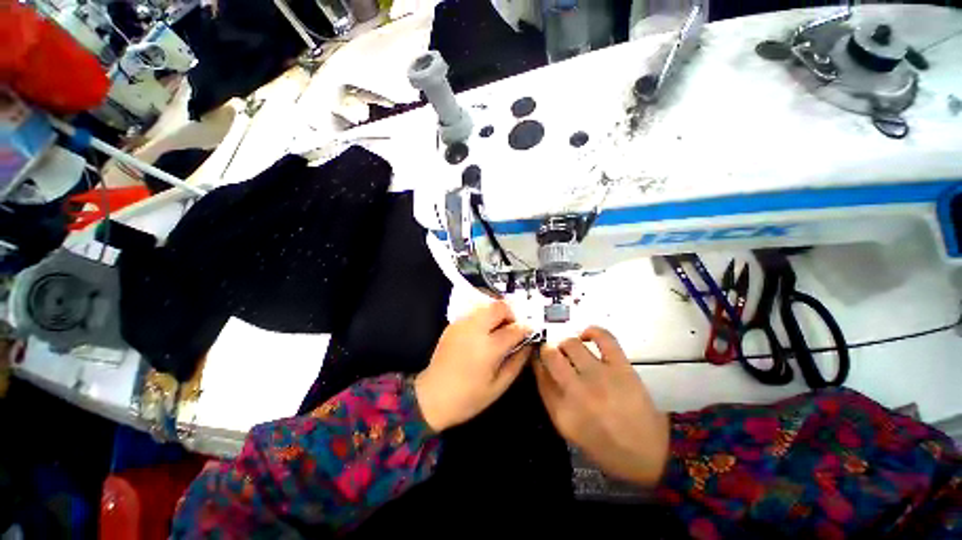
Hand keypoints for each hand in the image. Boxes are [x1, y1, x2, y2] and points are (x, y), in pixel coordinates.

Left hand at [415, 301, 530, 431]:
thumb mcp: (499, 386)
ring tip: (500, 328)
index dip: (526, 328)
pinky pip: (474, 311)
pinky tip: (485, 330)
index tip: (531, 331)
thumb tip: (528, 343)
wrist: (431, 396)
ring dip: (498, 312)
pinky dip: (485, 315)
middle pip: (499, 306)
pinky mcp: (453, 324)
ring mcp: (462, 324)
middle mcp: (475, 329)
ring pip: (486, 305)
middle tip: (513, 327)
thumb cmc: (468, 397)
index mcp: (488, 348)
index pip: (514, 328)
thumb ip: (517, 361)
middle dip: (511, 313)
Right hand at [534, 327, 669, 486]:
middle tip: (553, 353)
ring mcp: (600, 376)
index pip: (540, 375)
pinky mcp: (621, 367)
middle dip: (547, 350)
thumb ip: (552, 399)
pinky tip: (586, 336)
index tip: (539, 359)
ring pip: (571, 343)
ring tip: (571, 349)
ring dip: (566, 343)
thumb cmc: (605, 447)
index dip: (537, 362)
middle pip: (551, 355)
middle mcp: (577, 391)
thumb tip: (542, 368)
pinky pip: (603, 337)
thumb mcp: (569, 431)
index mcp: (562, 411)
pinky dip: (592, 331)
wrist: (650, 453)